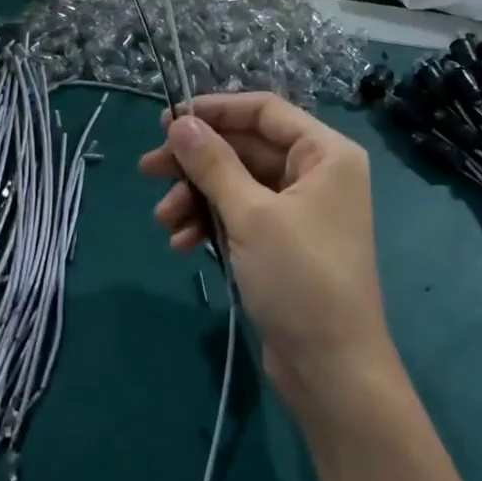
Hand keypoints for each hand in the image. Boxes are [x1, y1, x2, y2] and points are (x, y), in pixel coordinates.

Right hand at [138, 94, 400, 415]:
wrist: (332, 369)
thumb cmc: (300, 278)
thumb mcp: (251, 215)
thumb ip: (213, 164)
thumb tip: (180, 123)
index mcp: (326, 154)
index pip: (265, 111)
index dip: (216, 111)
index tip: (168, 121)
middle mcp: (317, 174)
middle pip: (247, 149)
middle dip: (198, 162)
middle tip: (149, 170)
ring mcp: (301, 211)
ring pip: (239, 185)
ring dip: (198, 197)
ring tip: (163, 220)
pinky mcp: (284, 244)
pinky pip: (242, 217)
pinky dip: (212, 224)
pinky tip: (183, 244)